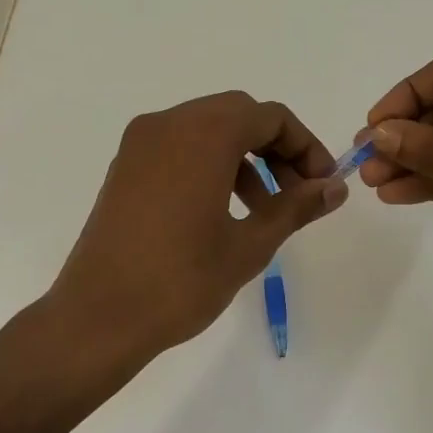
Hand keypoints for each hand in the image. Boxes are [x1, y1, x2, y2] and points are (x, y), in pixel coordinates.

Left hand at [50, 91, 348, 362]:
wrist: (98, 316)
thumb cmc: (181, 281)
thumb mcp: (250, 245)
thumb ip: (296, 208)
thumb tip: (335, 188)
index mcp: (203, 134)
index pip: (270, 117)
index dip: (305, 146)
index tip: (321, 184)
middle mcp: (169, 124)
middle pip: (239, 115)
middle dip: (275, 149)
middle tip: (296, 194)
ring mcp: (141, 143)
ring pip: (208, 129)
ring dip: (244, 157)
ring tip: (262, 210)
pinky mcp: (125, 166)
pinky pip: (179, 146)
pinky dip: (210, 163)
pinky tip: (221, 210)